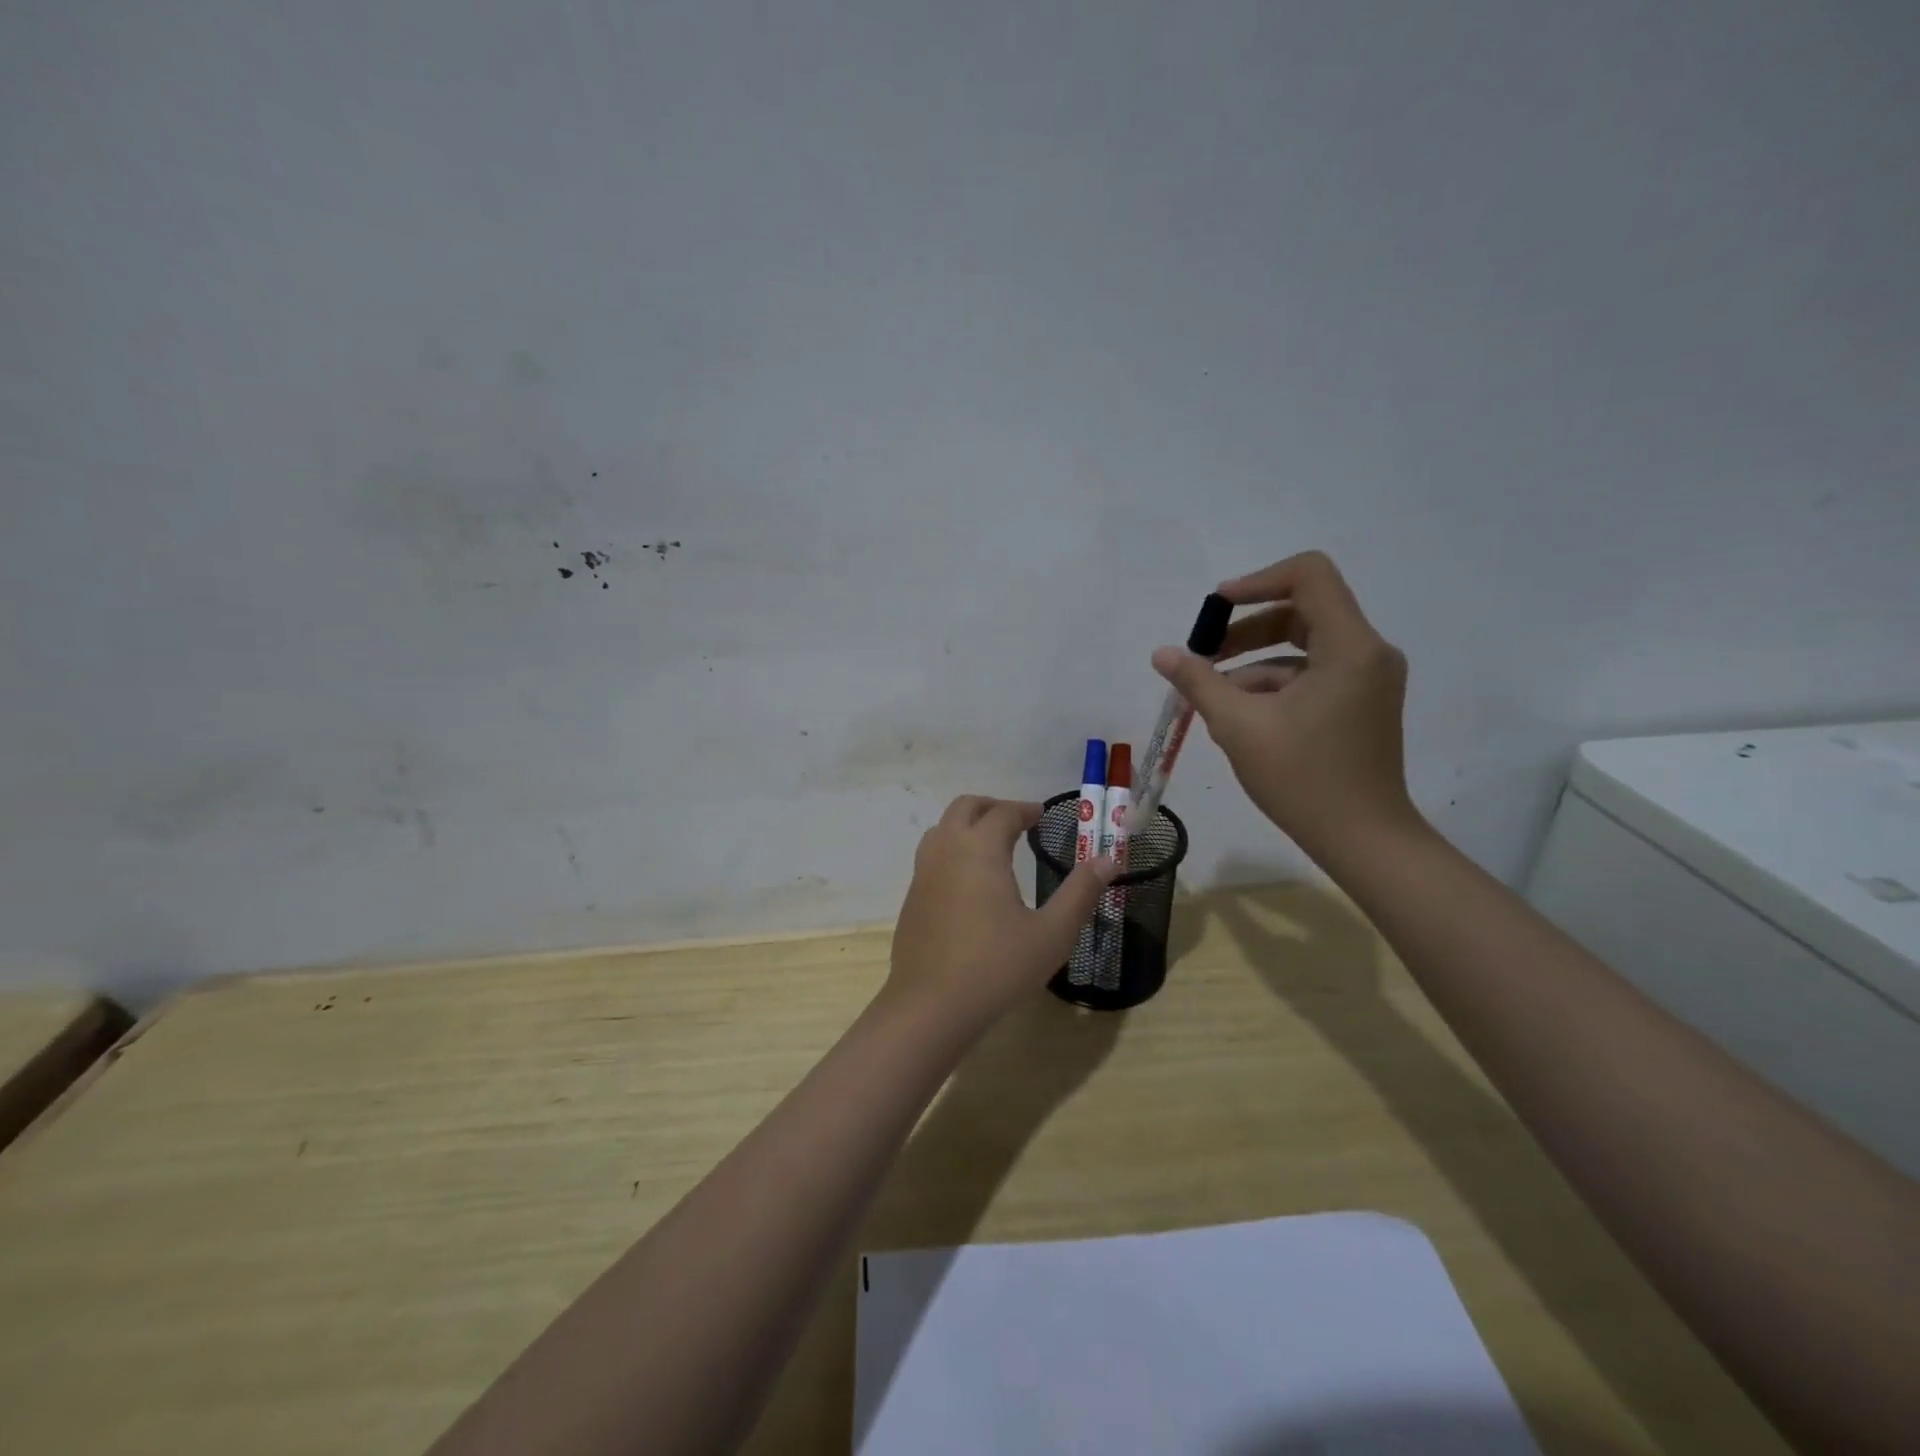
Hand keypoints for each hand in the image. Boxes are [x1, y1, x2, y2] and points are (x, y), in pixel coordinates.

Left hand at [884, 796, 1116, 1035]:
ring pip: (942, 829)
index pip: (1004, 813)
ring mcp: (923, 874)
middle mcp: (947, 851)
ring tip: (993, 846)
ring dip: (967, 825)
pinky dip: (952, 850)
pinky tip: (969, 883)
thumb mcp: (1052, 933)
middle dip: (993, 807)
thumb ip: (1081, 892)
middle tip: (1018, 822)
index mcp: (980, 849)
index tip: (1042, 815)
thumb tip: (1110, 859)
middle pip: (965, 807)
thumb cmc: (997, 967)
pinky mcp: (912, 899)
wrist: (930, 1007)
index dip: (1025, 810)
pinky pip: (931, 857)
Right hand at [1151, 551, 1416, 861]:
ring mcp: (1368, 679)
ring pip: (1303, 647)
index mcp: (1349, 647)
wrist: (1363, 840)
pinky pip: (1313, 674)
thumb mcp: (1239, 727)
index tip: (1217, 607)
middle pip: (1302, 611)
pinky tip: (1240, 717)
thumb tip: (1163, 654)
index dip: (1258, 581)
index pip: (1309, 574)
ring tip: (1213, 699)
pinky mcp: (1361, 702)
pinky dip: (1274, 685)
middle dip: (1246, 630)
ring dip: (1254, 664)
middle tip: (1204, 656)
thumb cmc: (1303, 780)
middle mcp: (1367, 652)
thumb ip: (1198, 682)